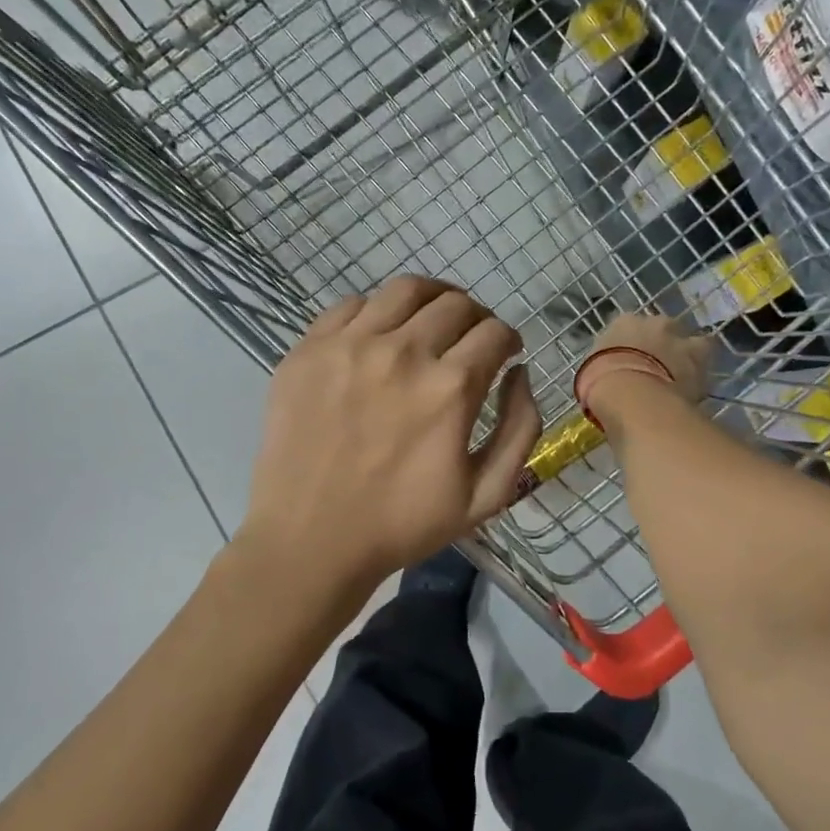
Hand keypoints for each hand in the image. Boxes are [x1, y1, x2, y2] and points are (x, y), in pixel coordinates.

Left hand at [238, 277, 544, 590]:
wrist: (311, 541)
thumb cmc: (403, 525)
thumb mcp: (487, 495)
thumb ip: (520, 428)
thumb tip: (520, 373)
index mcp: (450, 388)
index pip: (495, 332)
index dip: (509, 339)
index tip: (505, 353)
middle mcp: (403, 352)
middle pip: (455, 303)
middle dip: (476, 318)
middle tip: (471, 340)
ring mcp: (350, 345)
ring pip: (405, 289)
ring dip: (431, 299)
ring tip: (430, 321)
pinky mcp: (309, 350)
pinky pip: (351, 305)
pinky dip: (377, 311)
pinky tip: (380, 335)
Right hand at [581, 313, 711, 412]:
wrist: (630, 391)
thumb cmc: (600, 382)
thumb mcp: (591, 373)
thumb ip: (605, 368)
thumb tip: (611, 378)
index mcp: (622, 323)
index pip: (628, 326)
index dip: (633, 344)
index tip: (632, 361)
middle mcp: (653, 322)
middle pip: (664, 329)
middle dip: (664, 345)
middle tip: (661, 369)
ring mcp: (679, 335)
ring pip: (692, 341)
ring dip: (690, 356)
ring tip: (685, 379)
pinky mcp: (701, 354)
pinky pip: (706, 360)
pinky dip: (702, 373)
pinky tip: (697, 390)